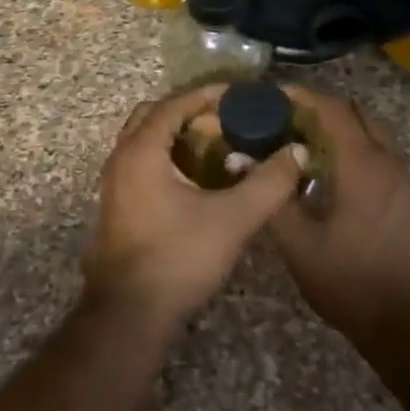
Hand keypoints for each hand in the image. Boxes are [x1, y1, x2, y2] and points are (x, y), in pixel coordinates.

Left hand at [86, 85, 303, 333]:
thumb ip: (269, 183)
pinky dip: (168, 159)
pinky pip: (141, 164)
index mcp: (141, 151)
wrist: (130, 315)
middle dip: (190, 114)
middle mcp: (120, 159)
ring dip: (178, 137)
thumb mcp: (234, 219)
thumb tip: (296, 152)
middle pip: (154, 117)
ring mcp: (113, 185)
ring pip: (145, 142)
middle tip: (226, 122)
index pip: (173, 104)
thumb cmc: (179, 258)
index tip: (239, 95)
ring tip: (218, 148)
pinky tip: (198, 181)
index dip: (207, 96)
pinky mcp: (117, 207)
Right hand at [266, 88, 409, 345]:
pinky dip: (356, 149)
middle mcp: (388, 162)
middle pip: (356, 113)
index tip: (272, 96)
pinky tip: (331, 177)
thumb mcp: (300, 245)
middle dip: (321, 108)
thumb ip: (272, 197)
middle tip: (286, 120)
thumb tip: (242, 159)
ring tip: (305, 145)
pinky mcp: (409, 199)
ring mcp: (404, 180)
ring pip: (373, 133)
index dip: (302, 96)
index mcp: (362, 165)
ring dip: (341, 129)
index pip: (332, 109)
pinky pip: (382, 155)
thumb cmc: (351, 282)